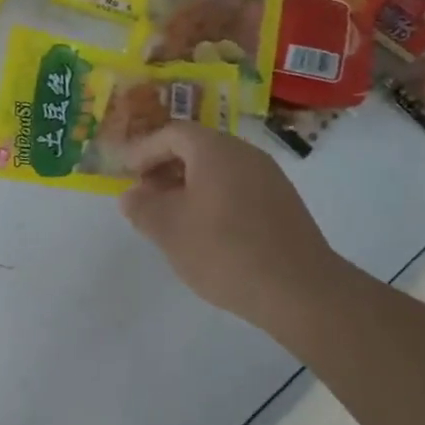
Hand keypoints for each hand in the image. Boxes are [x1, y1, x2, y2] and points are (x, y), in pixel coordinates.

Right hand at [119, 122, 348, 331]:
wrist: (299, 290)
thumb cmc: (223, 250)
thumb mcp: (167, 229)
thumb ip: (141, 207)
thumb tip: (131, 196)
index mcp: (215, 150)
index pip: (172, 134)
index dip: (144, 151)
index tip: (126, 174)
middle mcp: (245, 153)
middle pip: (197, 148)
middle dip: (165, 168)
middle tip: (145, 195)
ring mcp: (269, 178)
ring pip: (218, 169)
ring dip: (189, 185)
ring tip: (172, 217)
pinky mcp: (283, 203)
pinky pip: (238, 187)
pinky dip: (213, 198)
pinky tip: (205, 231)